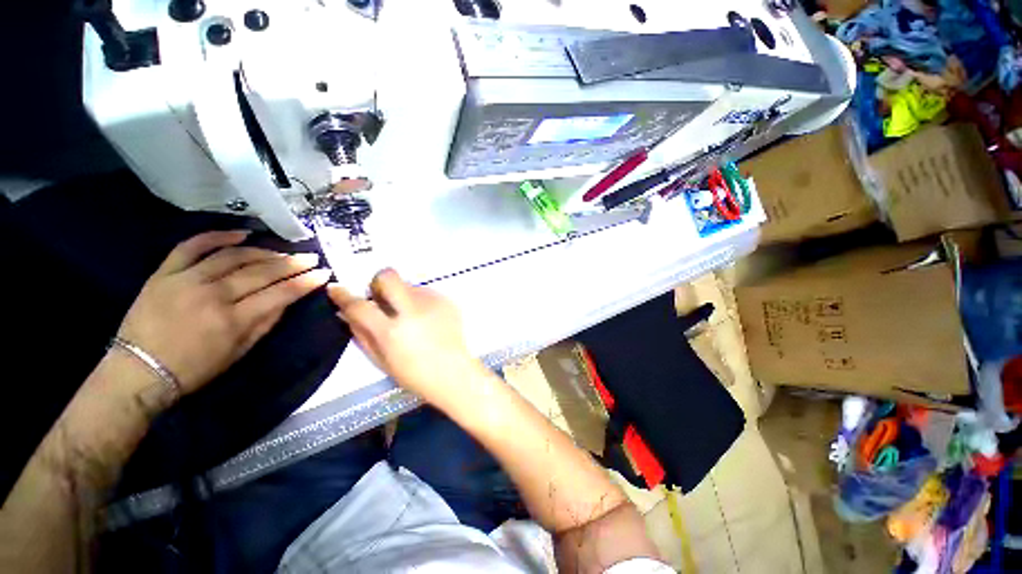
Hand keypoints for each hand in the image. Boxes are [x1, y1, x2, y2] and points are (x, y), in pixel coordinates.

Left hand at [117, 230, 331, 393]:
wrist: (139, 371)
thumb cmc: (195, 368)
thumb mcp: (239, 352)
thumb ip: (265, 324)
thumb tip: (287, 300)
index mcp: (234, 320)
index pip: (280, 293)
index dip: (306, 282)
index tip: (323, 273)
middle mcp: (213, 295)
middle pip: (261, 272)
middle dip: (292, 263)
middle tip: (310, 257)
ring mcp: (186, 280)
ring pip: (233, 256)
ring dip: (263, 251)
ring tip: (281, 252)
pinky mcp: (165, 273)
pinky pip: (192, 246)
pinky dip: (217, 236)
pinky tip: (241, 233)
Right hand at [327, 269, 479, 407]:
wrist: (454, 373)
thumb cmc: (415, 375)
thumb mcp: (381, 361)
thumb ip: (362, 335)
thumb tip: (346, 313)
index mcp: (392, 332)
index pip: (360, 306)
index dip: (343, 295)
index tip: (336, 288)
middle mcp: (412, 311)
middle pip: (388, 277)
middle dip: (378, 282)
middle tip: (381, 297)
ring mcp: (433, 303)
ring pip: (408, 284)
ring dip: (402, 296)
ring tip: (410, 316)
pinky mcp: (447, 301)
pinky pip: (426, 292)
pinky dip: (420, 301)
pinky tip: (427, 319)